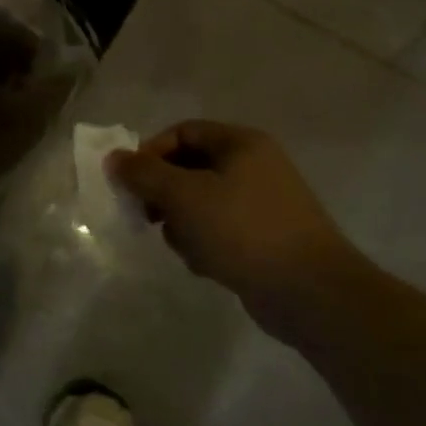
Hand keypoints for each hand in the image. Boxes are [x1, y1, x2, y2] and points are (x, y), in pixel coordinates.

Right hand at [107, 120, 357, 327]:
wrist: (312, 294)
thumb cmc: (243, 230)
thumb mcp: (182, 195)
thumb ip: (143, 173)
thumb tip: (113, 159)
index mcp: (241, 144)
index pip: (182, 132)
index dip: (150, 152)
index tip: (131, 183)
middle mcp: (254, 167)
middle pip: (188, 168)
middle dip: (163, 194)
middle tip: (148, 216)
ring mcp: (262, 204)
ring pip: (199, 203)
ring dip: (181, 224)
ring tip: (185, 246)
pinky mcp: (264, 239)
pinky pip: (218, 230)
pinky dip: (204, 243)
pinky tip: (207, 264)